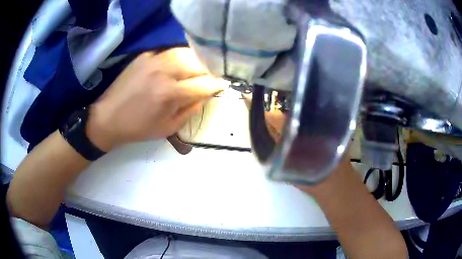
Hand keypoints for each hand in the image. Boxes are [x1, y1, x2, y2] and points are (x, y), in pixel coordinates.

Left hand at [86, 48, 225, 150]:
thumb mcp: (169, 128)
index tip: (223, 84)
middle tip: (210, 77)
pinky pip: (169, 52)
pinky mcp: (144, 55)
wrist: (108, 117)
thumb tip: (206, 94)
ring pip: (185, 52)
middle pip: (198, 62)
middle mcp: (164, 71)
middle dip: (209, 70)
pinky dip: (179, 58)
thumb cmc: (138, 128)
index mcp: (170, 93)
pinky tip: (177, 66)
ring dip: (196, 61)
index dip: (217, 84)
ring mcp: (153, 59)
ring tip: (197, 69)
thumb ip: (191, 110)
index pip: (205, 83)